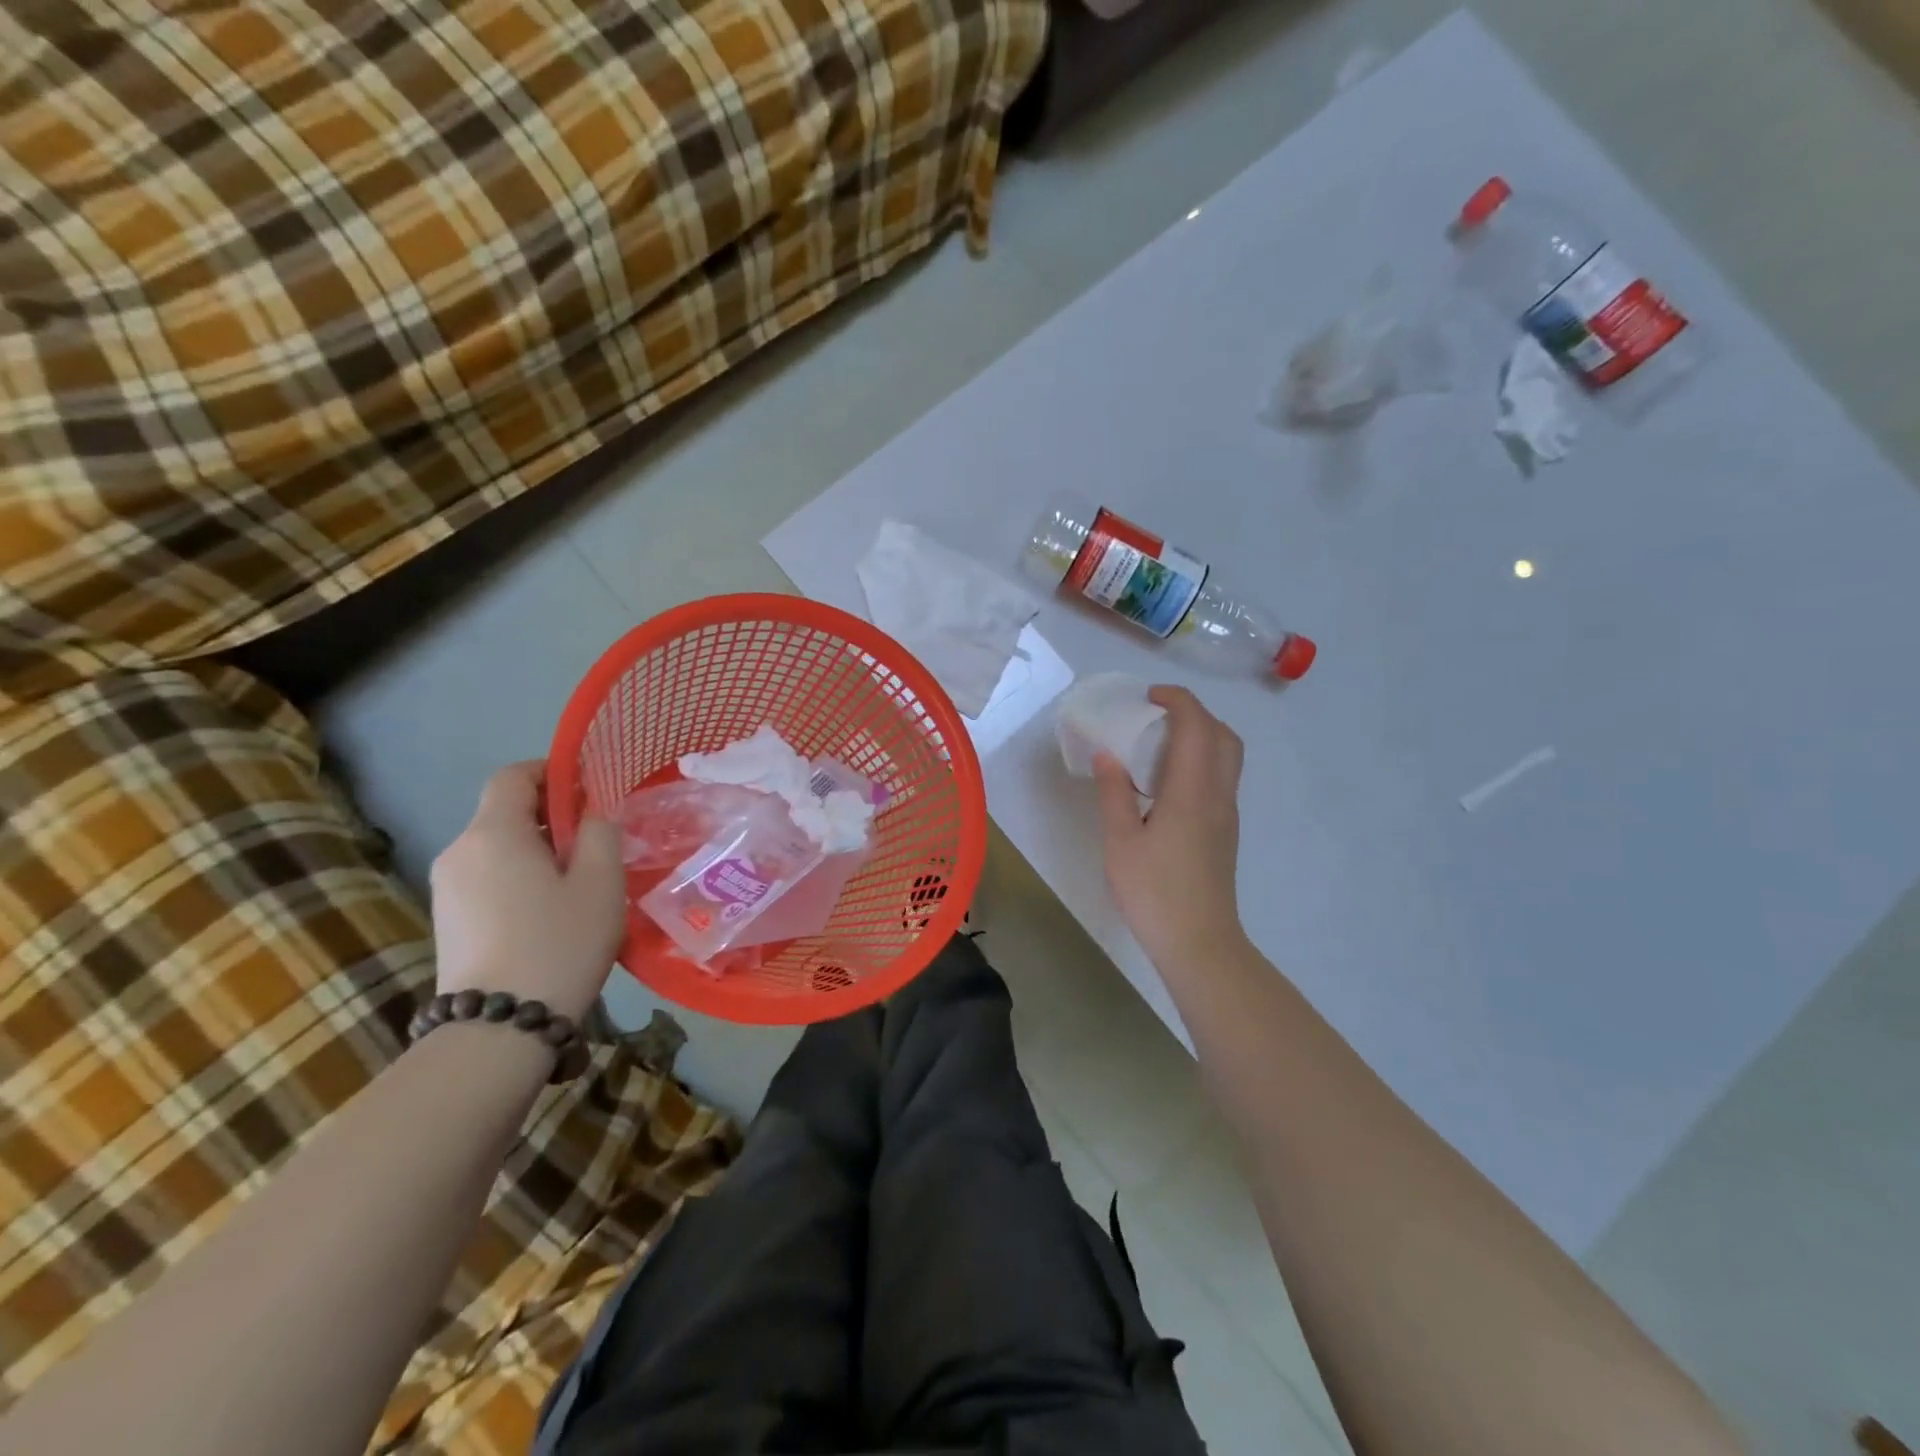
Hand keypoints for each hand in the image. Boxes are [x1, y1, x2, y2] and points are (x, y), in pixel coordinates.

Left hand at [429, 762, 624, 1022]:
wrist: (499, 1028)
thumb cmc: (559, 943)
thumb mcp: (601, 882)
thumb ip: (601, 832)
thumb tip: (591, 814)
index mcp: (493, 833)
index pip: (512, 776)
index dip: (550, 771)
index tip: (587, 789)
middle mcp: (459, 851)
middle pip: (504, 812)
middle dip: (550, 816)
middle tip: (595, 842)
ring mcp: (446, 889)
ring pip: (497, 848)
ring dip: (536, 850)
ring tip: (577, 882)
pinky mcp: (447, 920)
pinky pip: (487, 878)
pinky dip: (518, 877)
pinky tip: (547, 912)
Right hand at [1093, 686, 1248, 968]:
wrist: (1199, 943)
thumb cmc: (1154, 891)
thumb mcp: (1120, 840)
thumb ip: (1113, 792)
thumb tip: (1107, 753)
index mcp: (1192, 790)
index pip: (1197, 726)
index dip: (1177, 700)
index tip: (1148, 696)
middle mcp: (1218, 795)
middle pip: (1223, 735)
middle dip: (1194, 713)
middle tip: (1157, 715)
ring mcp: (1226, 815)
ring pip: (1227, 757)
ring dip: (1201, 736)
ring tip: (1159, 744)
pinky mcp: (1225, 832)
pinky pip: (1220, 779)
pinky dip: (1201, 761)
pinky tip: (1167, 783)